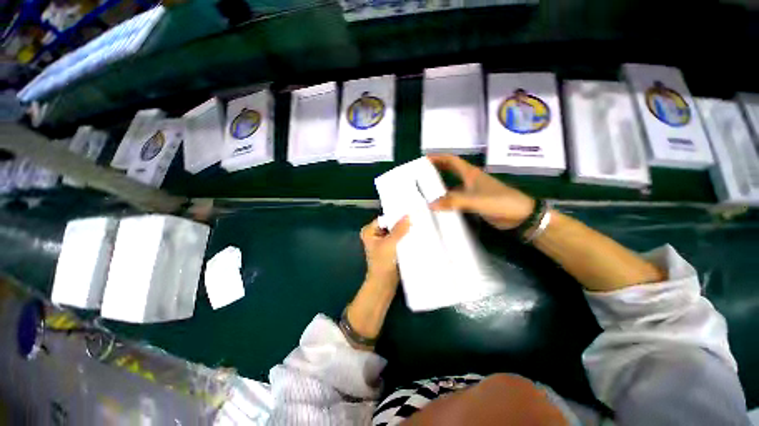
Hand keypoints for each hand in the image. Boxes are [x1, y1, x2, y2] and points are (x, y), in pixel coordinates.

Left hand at [360, 216, 410, 287]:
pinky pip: (398, 239)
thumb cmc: (382, 263)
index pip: (385, 218)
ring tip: (417, 226)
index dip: (396, 216)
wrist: (384, 283)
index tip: (410, 213)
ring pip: (396, 232)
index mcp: (369, 231)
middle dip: (402, 224)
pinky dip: (405, 238)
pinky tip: (415, 236)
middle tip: (416, 219)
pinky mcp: (390, 248)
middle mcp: (375, 234)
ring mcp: (383, 242)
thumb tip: (407, 215)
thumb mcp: (390, 244)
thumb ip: (399, 229)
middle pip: (390, 225)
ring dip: (404, 231)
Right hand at [428, 154, 534, 229]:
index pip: (451, 160)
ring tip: (426, 191)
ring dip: (441, 186)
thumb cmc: (500, 201)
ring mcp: (472, 191)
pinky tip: (439, 206)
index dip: (438, 157)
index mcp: (470, 174)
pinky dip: (447, 200)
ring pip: (452, 185)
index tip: (424, 159)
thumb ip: (454, 202)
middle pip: (451, 170)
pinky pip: (456, 198)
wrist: (520, 216)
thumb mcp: (476, 200)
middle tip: (421, 175)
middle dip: (437, 169)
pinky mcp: (474, 202)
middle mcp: (470, 180)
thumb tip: (431, 204)